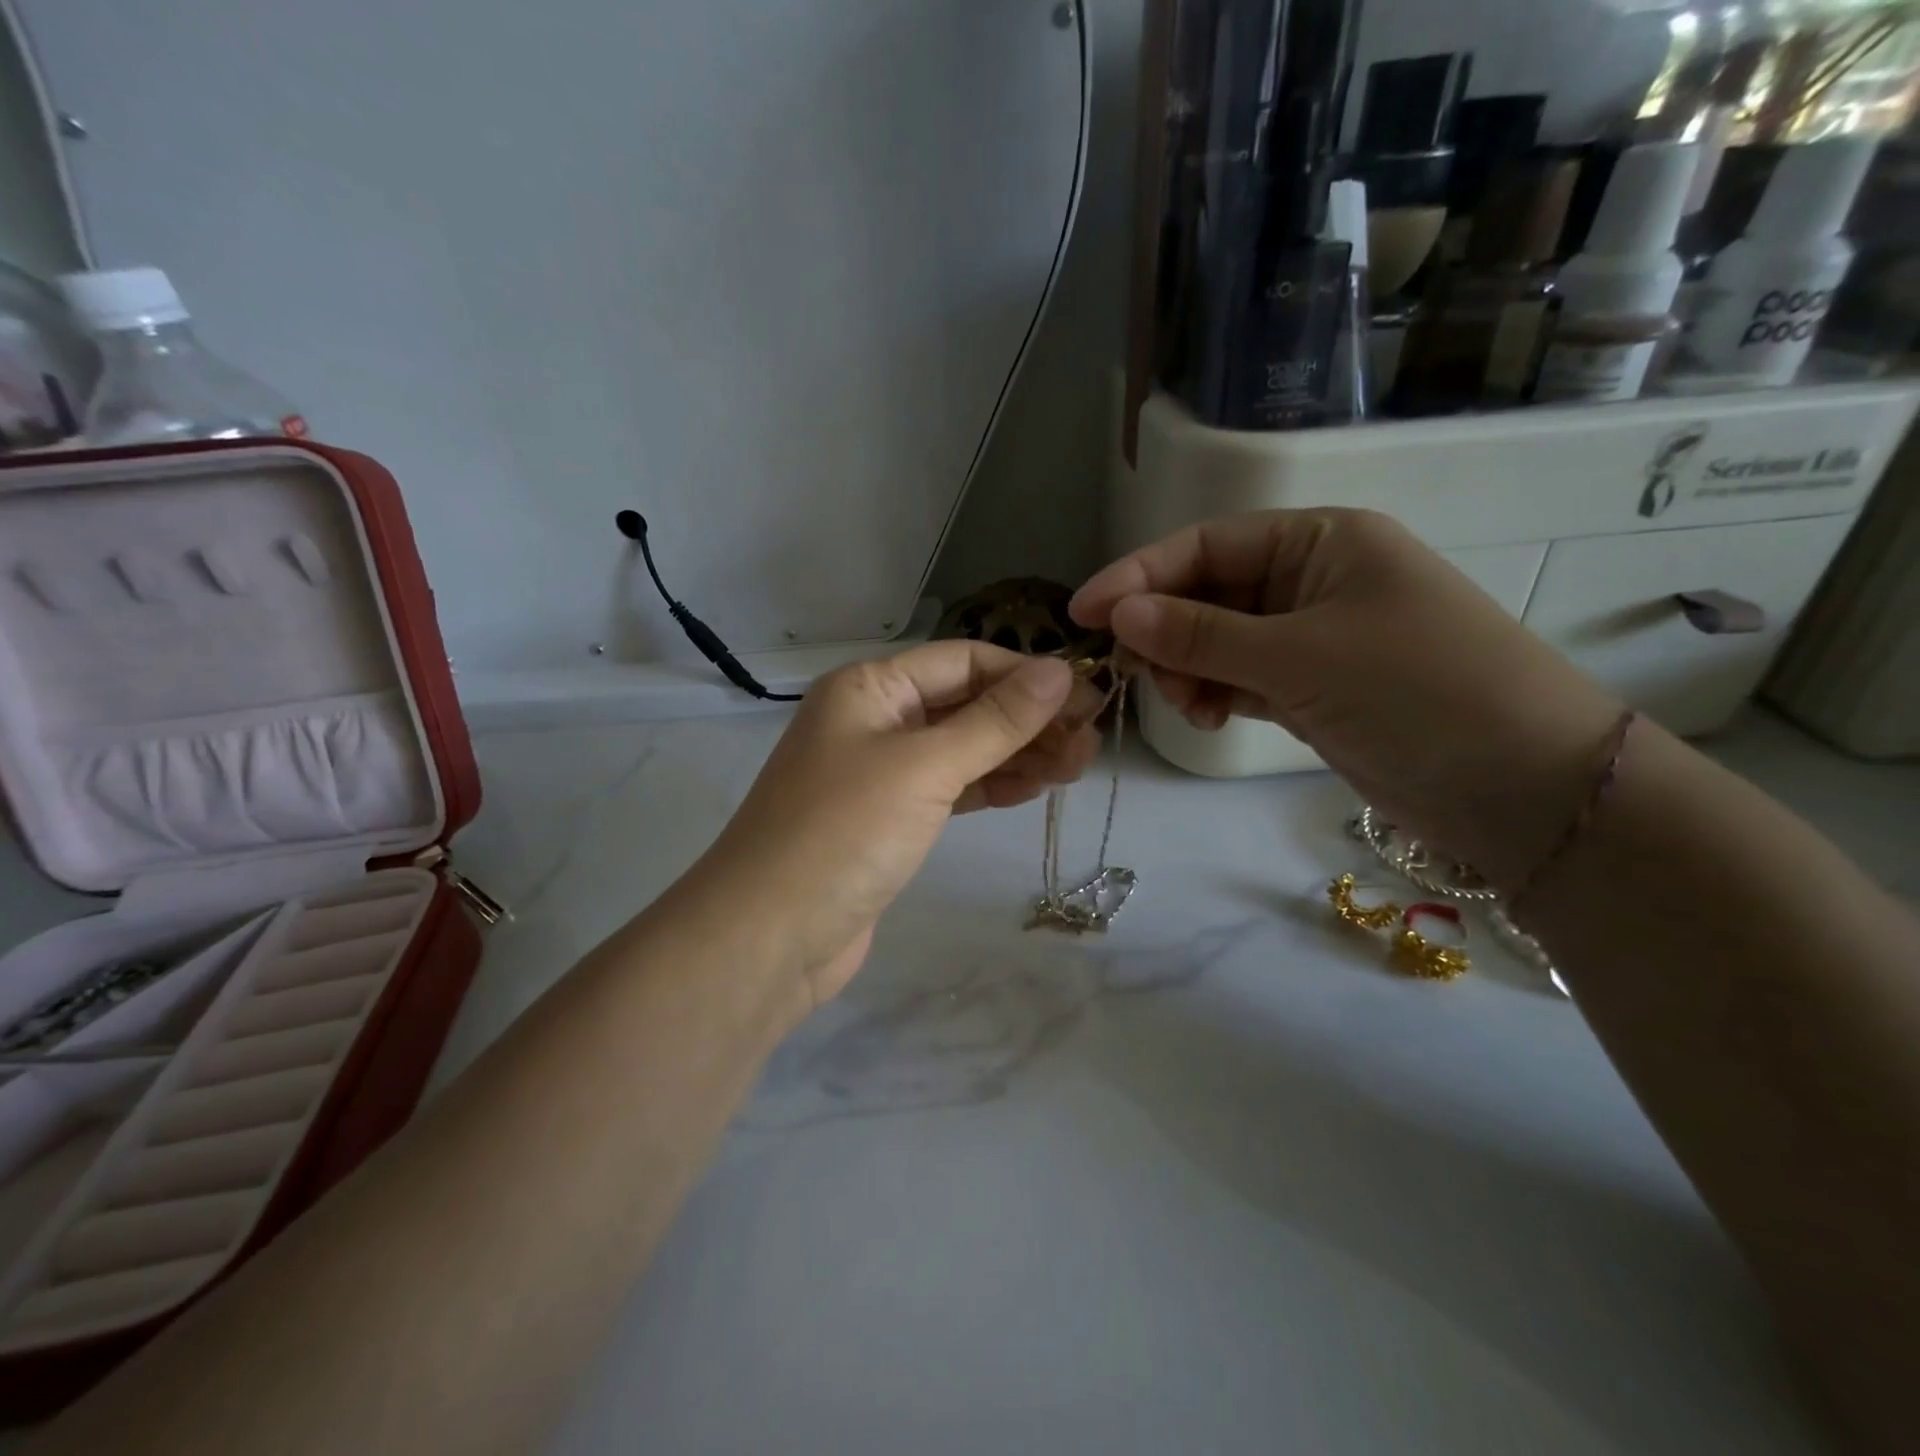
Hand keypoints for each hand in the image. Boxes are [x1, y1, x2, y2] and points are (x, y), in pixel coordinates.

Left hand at [698, 641, 1100, 1009]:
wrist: (770, 937)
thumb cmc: (844, 833)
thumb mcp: (925, 767)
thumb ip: (995, 721)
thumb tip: (1060, 670)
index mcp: (870, 687)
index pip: (963, 660)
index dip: (1026, 675)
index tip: (1086, 697)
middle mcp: (875, 720)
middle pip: (966, 704)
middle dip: (1028, 719)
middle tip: (1090, 743)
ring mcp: (881, 772)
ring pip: (963, 748)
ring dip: (1018, 753)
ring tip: (1076, 767)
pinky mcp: (890, 820)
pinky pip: (951, 787)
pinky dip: (991, 785)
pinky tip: (1033, 788)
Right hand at [1070, 508, 1622, 890]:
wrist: (1522, 785)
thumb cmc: (1417, 691)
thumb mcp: (1299, 656)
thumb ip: (1201, 634)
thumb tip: (1118, 613)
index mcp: (1319, 541)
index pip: (1205, 546)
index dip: (1138, 576)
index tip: (1082, 614)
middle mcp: (1311, 579)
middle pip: (1205, 593)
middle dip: (1165, 632)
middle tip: (1141, 675)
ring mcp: (1311, 636)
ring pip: (1216, 640)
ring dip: (1187, 669)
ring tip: (1188, 706)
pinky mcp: (1310, 686)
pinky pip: (1239, 677)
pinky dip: (1213, 693)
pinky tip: (1206, 716)